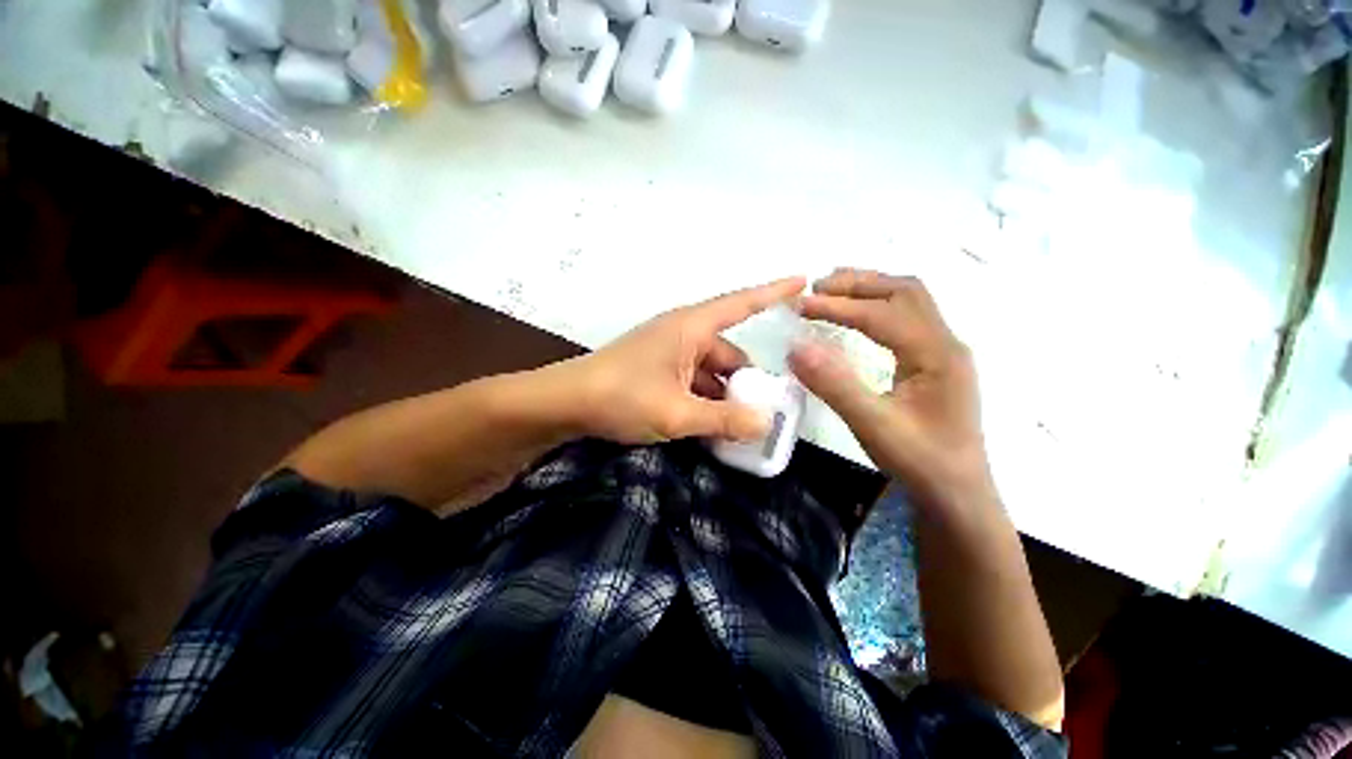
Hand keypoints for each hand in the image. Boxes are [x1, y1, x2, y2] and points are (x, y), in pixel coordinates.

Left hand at [565, 277, 806, 444]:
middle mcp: (683, 333)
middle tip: (765, 414)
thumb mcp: (676, 413)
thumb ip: (723, 419)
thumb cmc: (621, 397)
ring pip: (711, 372)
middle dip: (747, 383)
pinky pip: (694, 381)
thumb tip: (766, 423)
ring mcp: (670, 352)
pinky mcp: (659, 369)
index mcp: (691, 328)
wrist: (566, 403)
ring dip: (724, 397)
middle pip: (729, 354)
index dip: (773, 292)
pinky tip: (711, 425)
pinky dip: (705, 400)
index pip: (741, 303)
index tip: (804, 282)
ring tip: (739, 428)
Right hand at [789, 269, 993, 506]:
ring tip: (830, 293)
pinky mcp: (936, 362)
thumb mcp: (873, 426)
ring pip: (909, 301)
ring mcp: (944, 351)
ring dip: (869, 289)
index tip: (800, 305)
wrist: (959, 494)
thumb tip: (795, 347)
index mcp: (937, 355)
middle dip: (857, 283)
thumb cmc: (920, 462)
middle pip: (904, 291)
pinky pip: (908, 318)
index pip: (883, 313)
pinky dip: (877, 306)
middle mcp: (946, 343)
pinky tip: (856, 318)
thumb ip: (835, 385)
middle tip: (815, 288)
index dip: (838, 306)